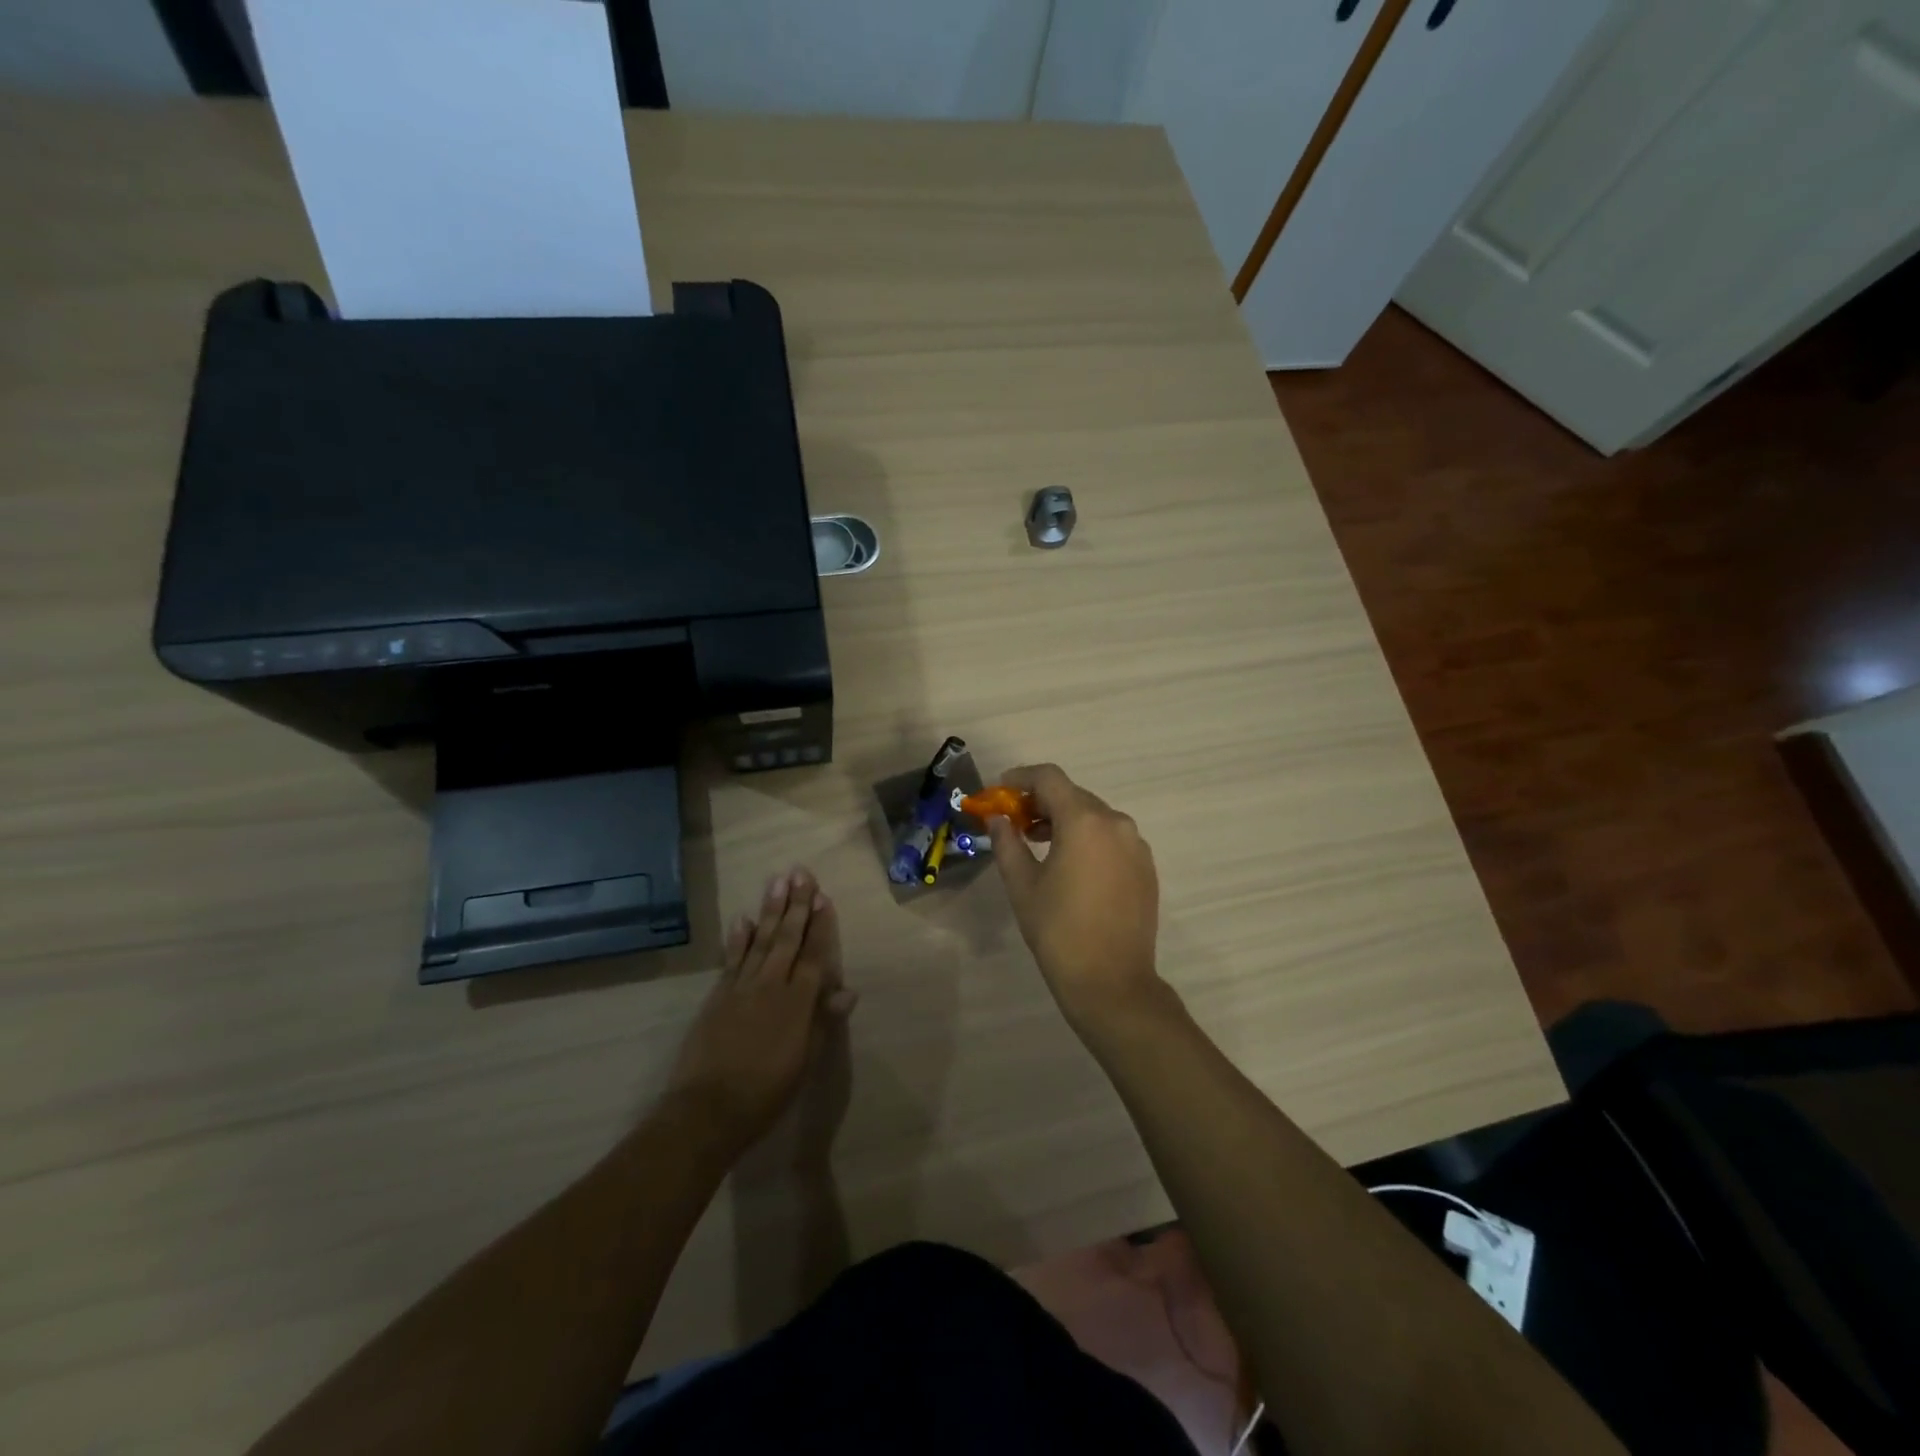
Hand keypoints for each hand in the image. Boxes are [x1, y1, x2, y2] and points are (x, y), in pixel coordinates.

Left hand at [664, 867, 856, 1152]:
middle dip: (796, 905)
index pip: (814, 955)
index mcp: (798, 1003)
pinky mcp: (718, 996)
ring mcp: (741, 987)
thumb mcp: (805, 1062)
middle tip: (801, 873)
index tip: (824, 897)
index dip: (821, 926)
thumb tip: (848, 990)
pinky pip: (732, 959)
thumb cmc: (766, 1092)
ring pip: (760, 940)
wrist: (708, 1109)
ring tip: (777, 882)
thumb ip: (823, 1022)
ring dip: (770, 910)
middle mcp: (770, 985)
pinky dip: (738, 938)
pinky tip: (743, 918)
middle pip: (787, 938)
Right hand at [989, 764, 1164, 1026]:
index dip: (1020, 777)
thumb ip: (1007, 843)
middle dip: (1040, 802)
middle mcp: (1116, 823)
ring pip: (1094, 816)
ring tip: (1037, 843)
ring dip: (1064, 820)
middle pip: (1073, 795)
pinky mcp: (1146, 867)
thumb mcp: (1022, 885)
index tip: (999, 791)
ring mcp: (1136, 845)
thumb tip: (998, 819)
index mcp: (1084, 821)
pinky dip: (1087, 838)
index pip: (1049, 778)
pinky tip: (1070, 864)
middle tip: (1014, 821)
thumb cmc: (1059, 931)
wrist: (1112, 983)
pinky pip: (1111, 838)